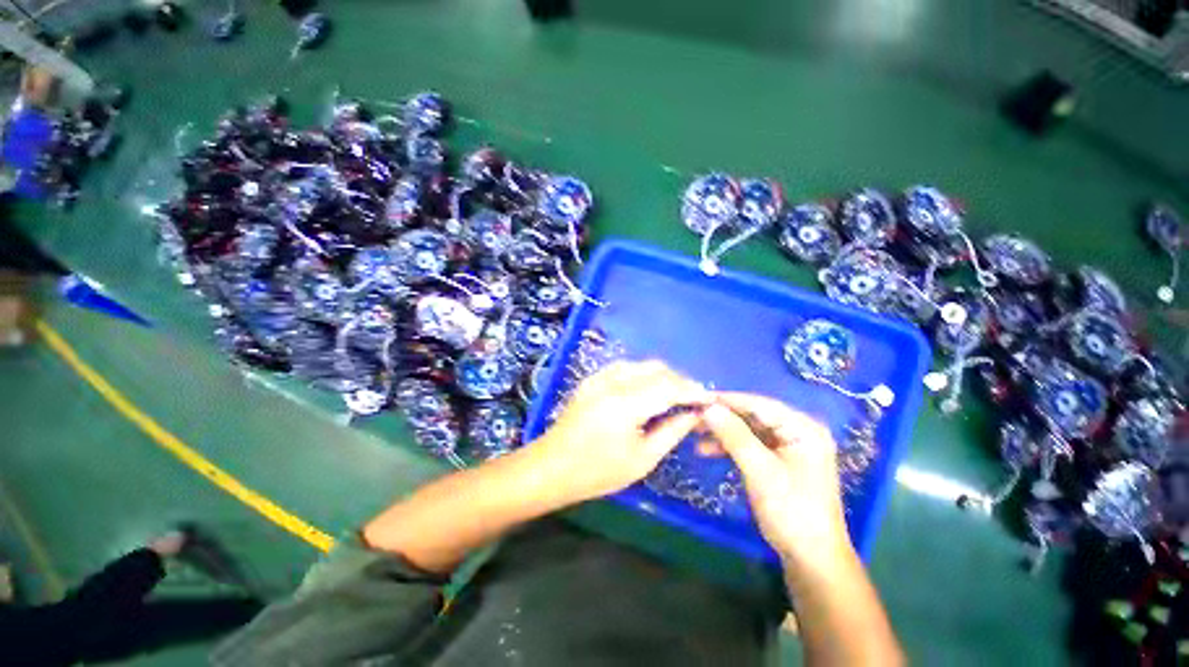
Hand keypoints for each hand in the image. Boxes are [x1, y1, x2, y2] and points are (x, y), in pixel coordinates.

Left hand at [528, 360, 709, 505]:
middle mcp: (612, 382)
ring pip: (641, 364)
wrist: (552, 467)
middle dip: (680, 381)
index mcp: (625, 404)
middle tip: (693, 399)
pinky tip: (648, 389)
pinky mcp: (592, 378)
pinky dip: (643, 374)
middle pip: (656, 369)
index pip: (669, 387)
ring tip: (674, 395)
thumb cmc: (597, 472)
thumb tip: (695, 415)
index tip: (710, 398)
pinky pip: (625, 367)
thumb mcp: (642, 459)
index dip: (693, 391)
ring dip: (662, 375)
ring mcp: (599, 377)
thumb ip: (672, 432)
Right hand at [701, 393, 850, 568]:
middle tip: (694, 415)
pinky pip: (750, 445)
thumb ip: (734, 436)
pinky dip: (729, 446)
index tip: (699, 397)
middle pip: (753, 416)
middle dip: (723, 417)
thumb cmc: (791, 511)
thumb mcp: (760, 471)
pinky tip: (707, 449)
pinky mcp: (778, 460)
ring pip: (748, 430)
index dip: (728, 400)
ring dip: (723, 432)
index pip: (761, 404)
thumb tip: (708, 408)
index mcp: (803, 428)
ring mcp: (788, 446)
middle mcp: (797, 431)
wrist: (810, 559)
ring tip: (694, 432)